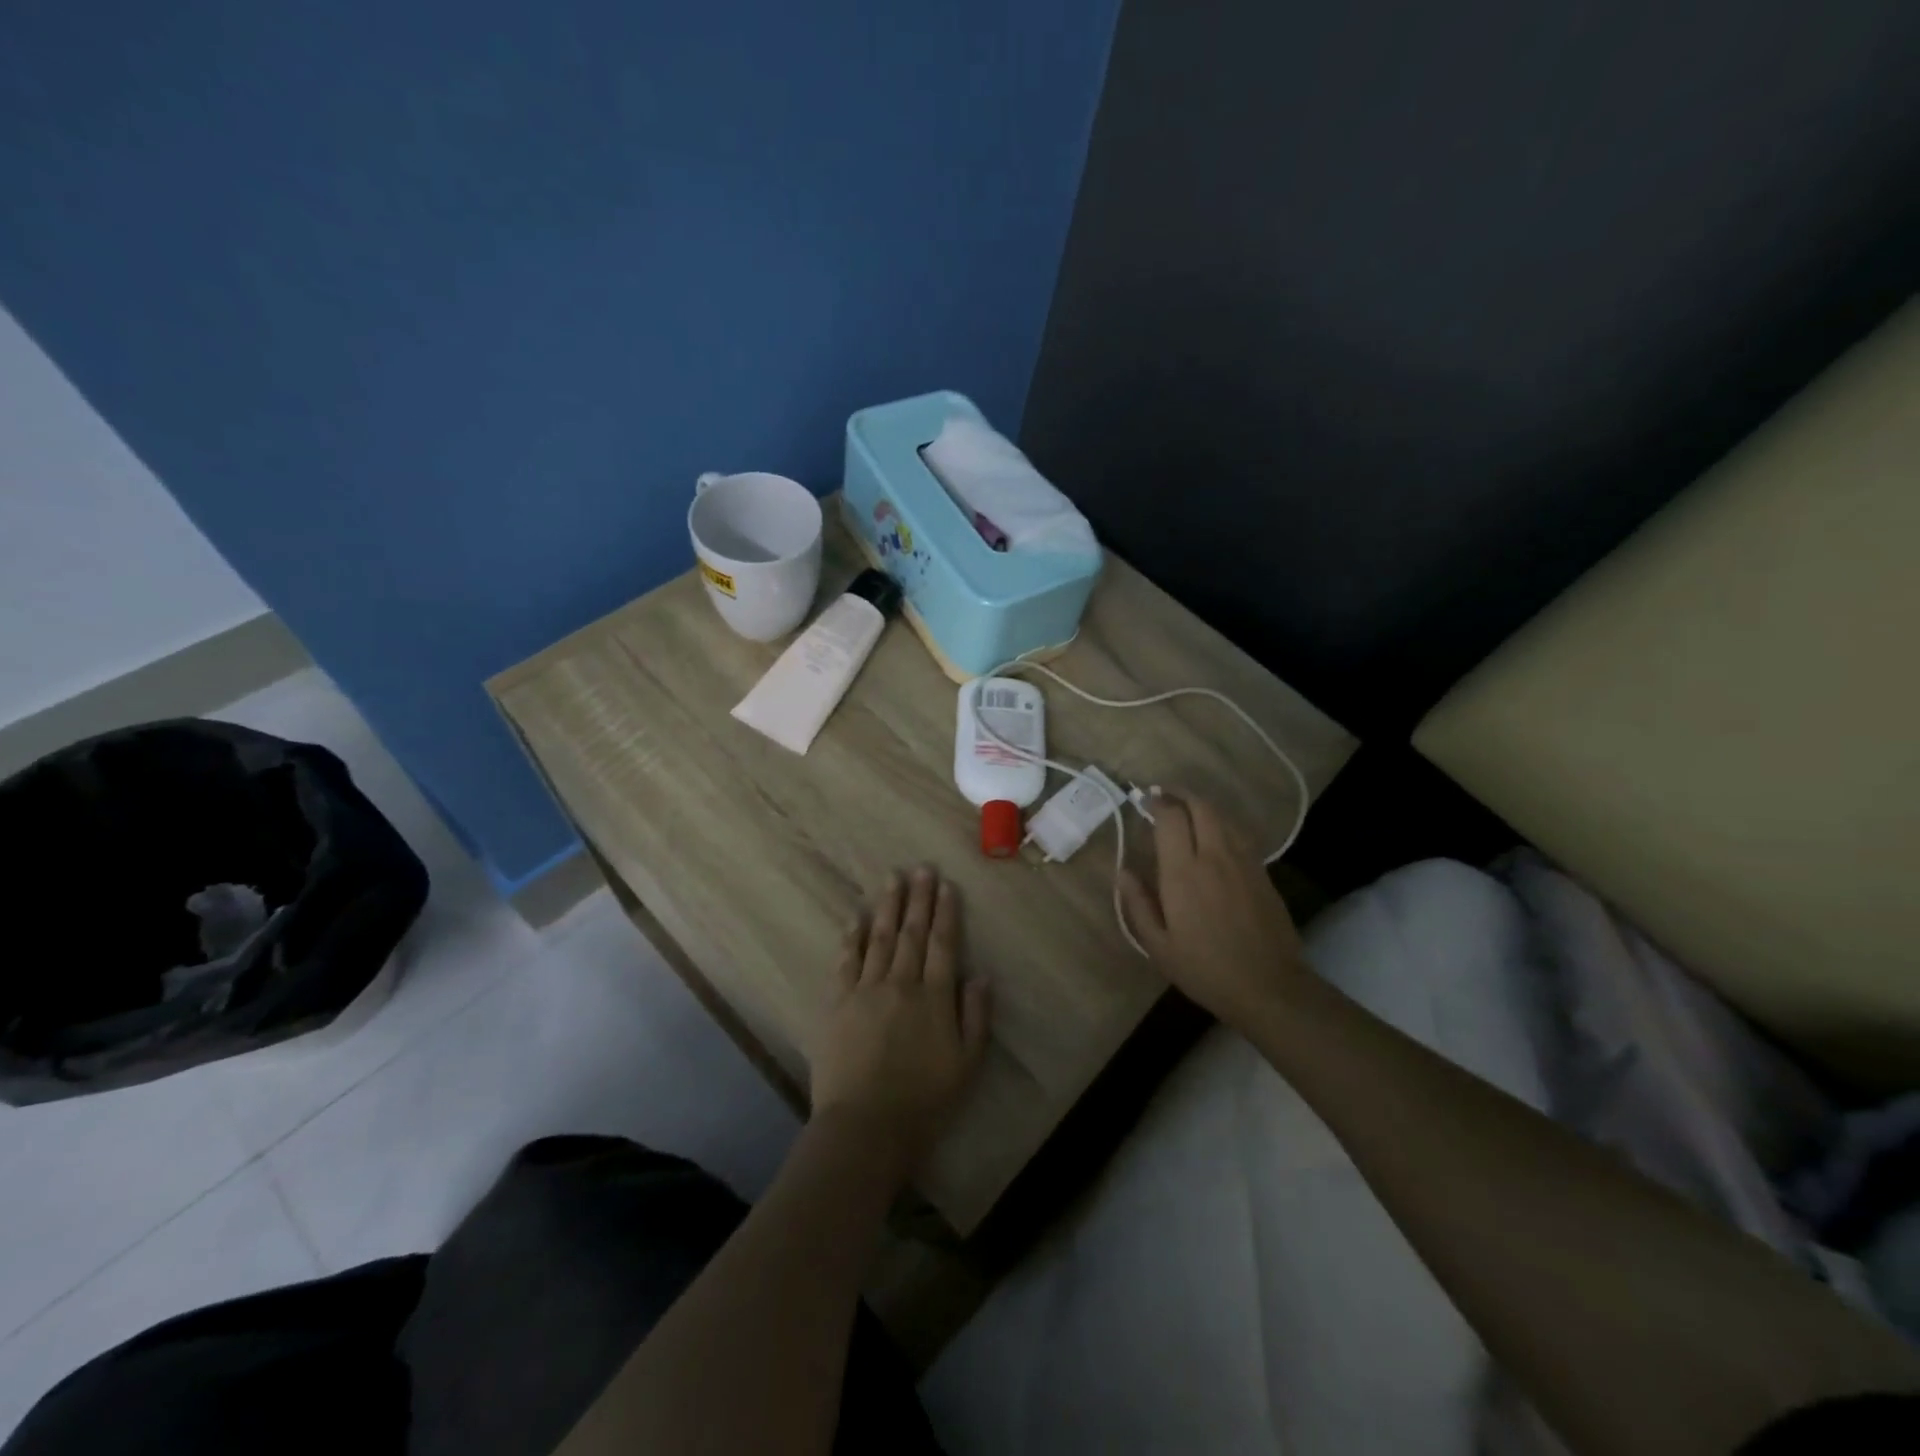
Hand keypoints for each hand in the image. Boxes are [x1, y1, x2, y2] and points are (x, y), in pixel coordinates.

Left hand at [810, 868, 992, 1177]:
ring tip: (892, 878)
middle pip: (912, 933)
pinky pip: (846, 961)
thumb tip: (981, 974)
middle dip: (918, 898)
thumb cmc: (924, 1100)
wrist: (866, 1125)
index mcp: (934, 997)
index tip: (946, 885)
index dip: (946, 912)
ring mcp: (866, 990)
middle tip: (921, 868)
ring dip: (887, 906)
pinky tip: (854, 917)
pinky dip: (851, 937)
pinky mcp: (838, 1002)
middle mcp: (901, 983)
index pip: (943, 944)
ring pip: (879, 938)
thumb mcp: (967, 1064)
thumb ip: (976, 1016)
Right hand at [1119, 793, 1309, 1031]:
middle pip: (1201, 806)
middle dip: (1181, 794)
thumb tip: (1124, 873)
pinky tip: (1215, 836)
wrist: (1269, 987)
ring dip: (1203, 806)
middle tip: (1165, 794)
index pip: (1170, 817)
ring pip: (1223, 817)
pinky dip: (1222, 824)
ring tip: (1187, 810)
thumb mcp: (1158, 946)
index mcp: (1183, 872)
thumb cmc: (1206, 969)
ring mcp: (1243, 861)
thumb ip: (1138, 904)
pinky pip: (1239, 834)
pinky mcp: (1262, 872)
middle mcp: (1214, 856)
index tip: (1145, 800)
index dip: (1157, 802)